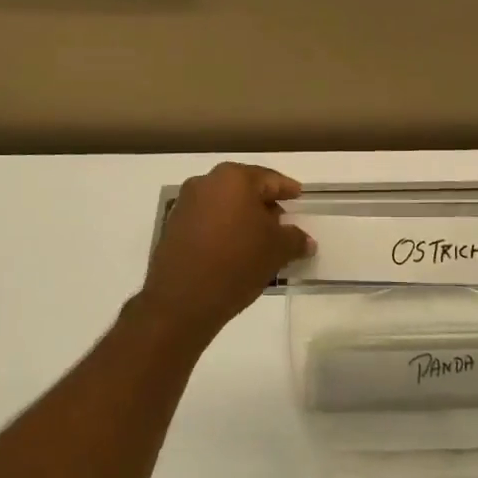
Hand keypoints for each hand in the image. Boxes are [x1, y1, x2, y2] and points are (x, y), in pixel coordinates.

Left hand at [136, 163, 313, 341]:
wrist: (182, 300)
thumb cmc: (237, 262)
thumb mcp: (277, 250)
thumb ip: (295, 239)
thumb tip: (305, 241)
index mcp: (234, 178)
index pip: (269, 179)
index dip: (286, 189)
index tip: (298, 195)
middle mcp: (206, 182)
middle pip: (243, 189)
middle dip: (263, 204)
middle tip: (281, 220)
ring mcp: (185, 204)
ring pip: (223, 204)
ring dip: (241, 217)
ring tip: (258, 239)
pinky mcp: (172, 227)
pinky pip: (207, 221)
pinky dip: (222, 229)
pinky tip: (234, 249)